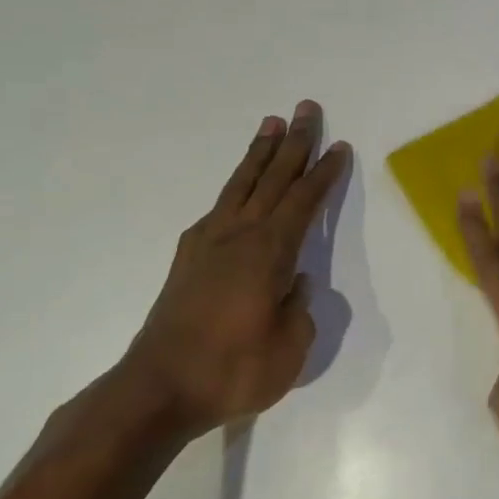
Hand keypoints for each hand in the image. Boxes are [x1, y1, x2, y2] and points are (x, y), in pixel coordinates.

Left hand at [114, 101, 350, 442]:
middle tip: (306, 109)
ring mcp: (208, 244)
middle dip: (293, 144)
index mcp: (269, 253)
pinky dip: (234, 189)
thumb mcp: (289, 349)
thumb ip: (299, 311)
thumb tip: (296, 285)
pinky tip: (237, 190)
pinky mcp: (187, 259)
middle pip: (272, 179)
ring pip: (241, 186)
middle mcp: (238, 236)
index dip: (323, 174)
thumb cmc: (234, 371)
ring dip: (259, 154)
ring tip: (271, 124)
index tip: (338, 147)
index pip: (303, 202)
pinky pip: (218, 208)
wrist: (159, 388)